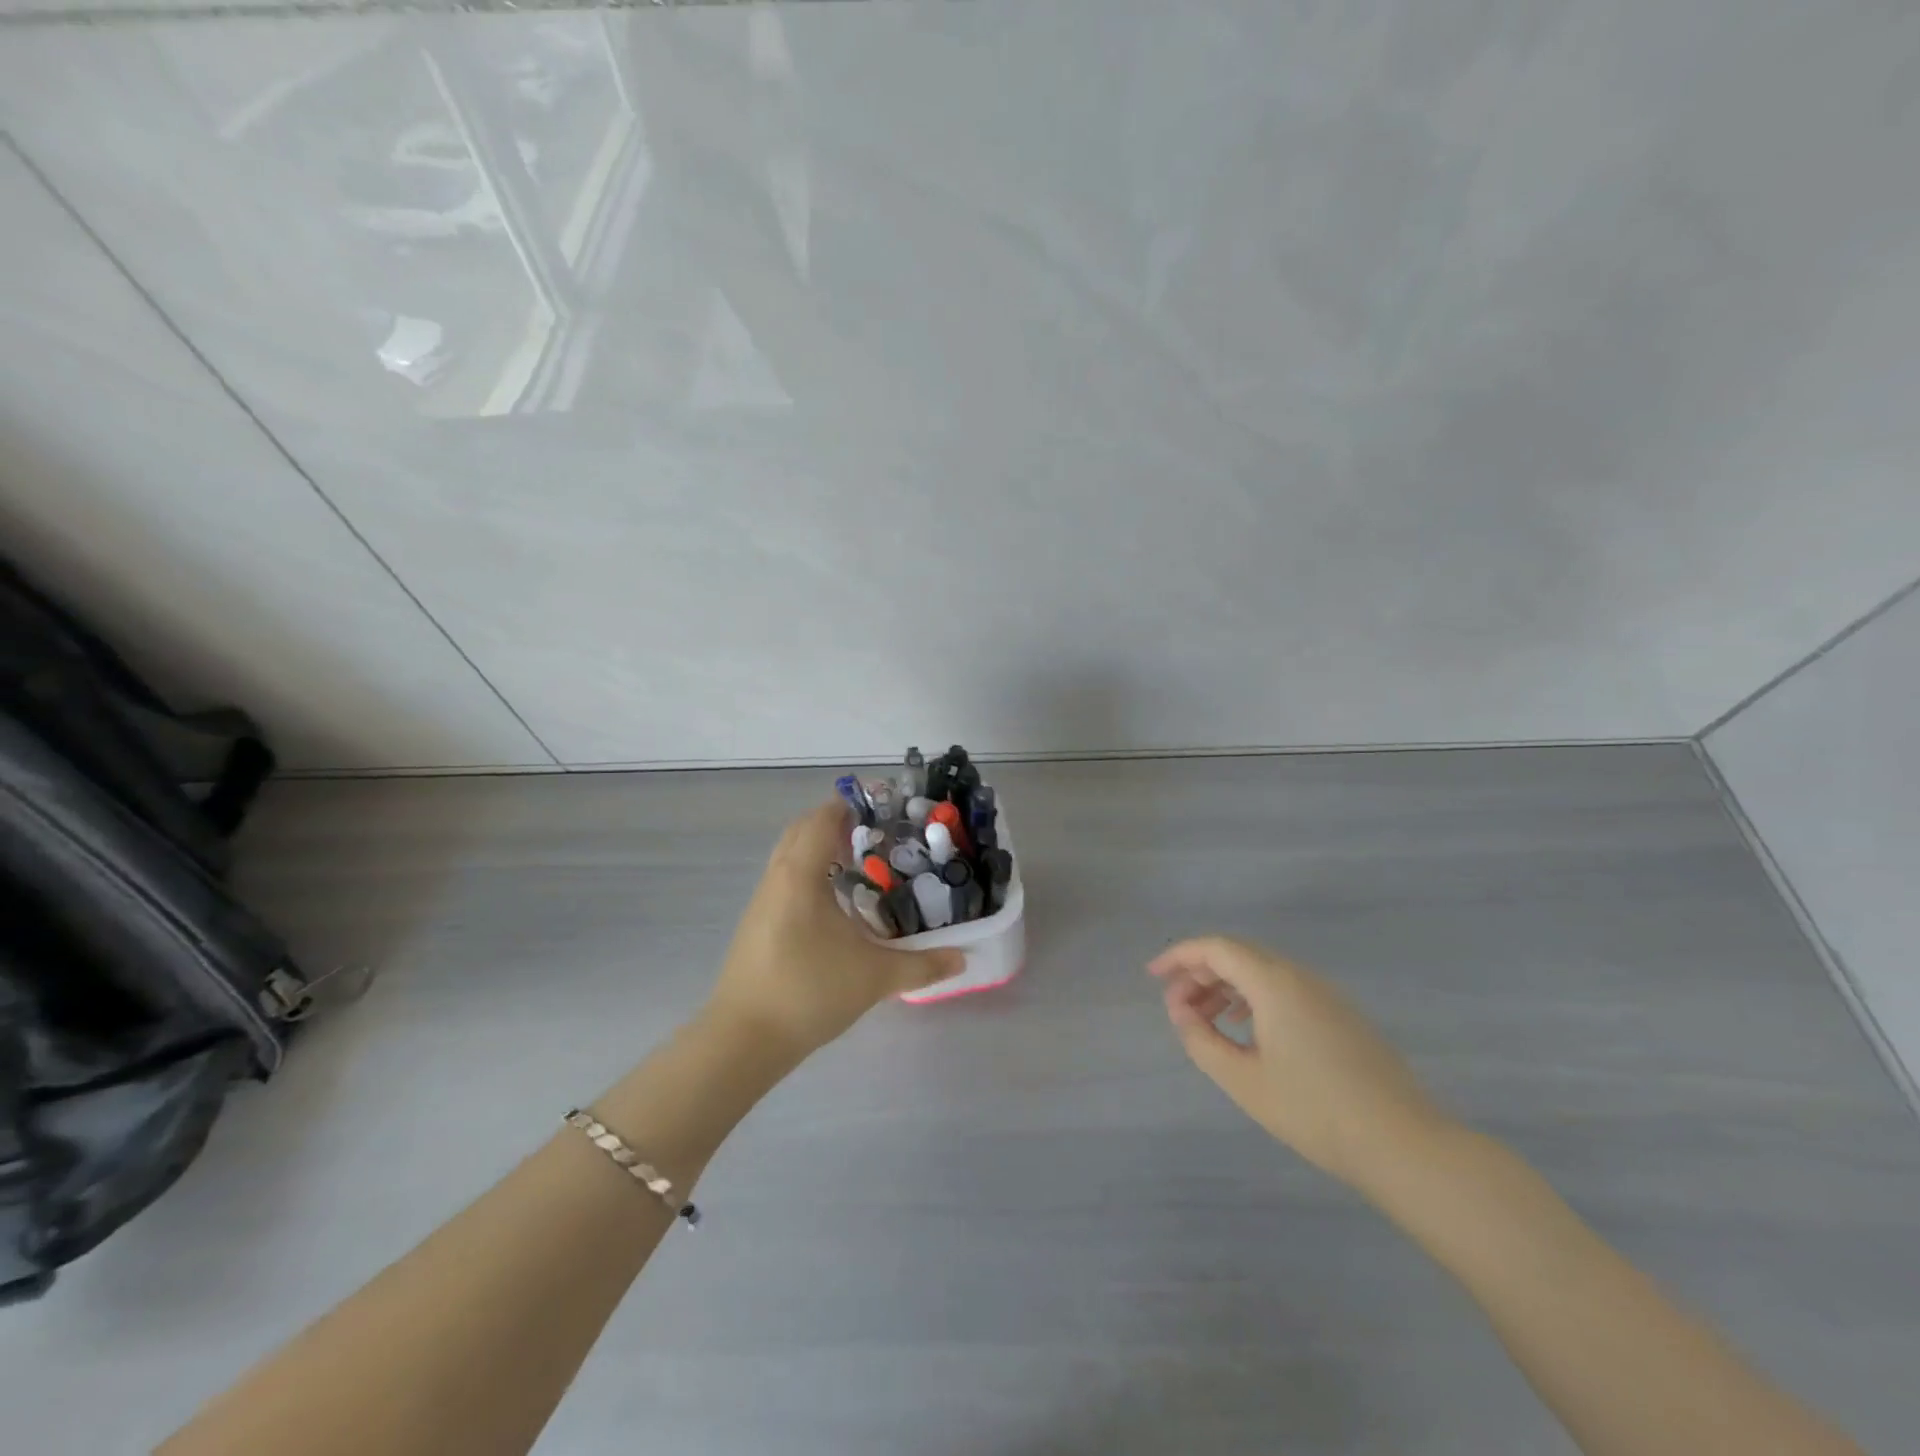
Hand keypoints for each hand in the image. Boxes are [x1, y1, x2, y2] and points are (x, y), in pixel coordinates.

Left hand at [705, 802, 962, 1062]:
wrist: (744, 1039)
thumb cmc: (809, 992)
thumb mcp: (875, 977)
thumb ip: (922, 965)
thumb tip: (962, 959)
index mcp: (801, 875)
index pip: (822, 819)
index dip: (850, 805)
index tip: (882, 805)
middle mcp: (777, 878)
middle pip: (802, 830)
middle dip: (835, 823)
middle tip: (875, 832)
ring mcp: (762, 901)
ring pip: (790, 856)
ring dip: (819, 848)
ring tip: (860, 862)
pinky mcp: (757, 924)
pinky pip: (785, 880)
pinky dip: (809, 873)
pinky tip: (835, 903)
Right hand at [1150, 936, 1449, 1189]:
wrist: (1402, 1144)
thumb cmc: (1313, 1110)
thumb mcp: (1243, 1080)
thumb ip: (1201, 1040)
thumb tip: (1182, 1013)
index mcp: (1274, 982)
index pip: (1217, 948)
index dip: (1180, 956)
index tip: (1153, 976)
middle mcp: (1300, 976)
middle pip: (1239, 955)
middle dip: (1200, 973)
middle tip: (1176, 1005)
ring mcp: (1326, 994)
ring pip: (1262, 971)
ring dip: (1227, 986)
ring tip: (1205, 1019)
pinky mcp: (1342, 1015)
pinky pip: (1285, 988)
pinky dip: (1254, 998)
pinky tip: (1246, 1031)